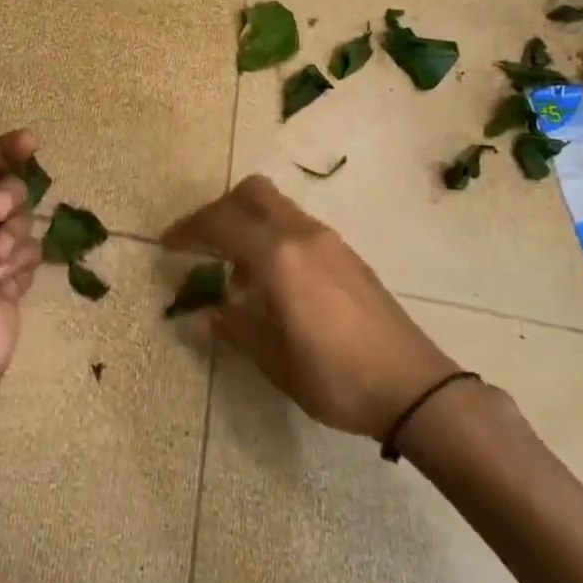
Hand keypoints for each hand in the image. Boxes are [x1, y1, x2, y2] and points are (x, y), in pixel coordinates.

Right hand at [162, 176, 464, 439]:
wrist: (415, 388)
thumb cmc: (336, 378)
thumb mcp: (274, 361)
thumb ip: (235, 328)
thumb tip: (202, 316)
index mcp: (279, 258)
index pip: (221, 223)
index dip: (188, 229)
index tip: (167, 246)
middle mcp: (303, 236)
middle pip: (252, 193)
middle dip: (219, 210)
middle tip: (200, 244)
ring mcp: (330, 242)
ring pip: (277, 207)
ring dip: (247, 225)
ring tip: (235, 277)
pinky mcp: (347, 256)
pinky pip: (297, 227)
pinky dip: (272, 238)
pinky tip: (272, 284)